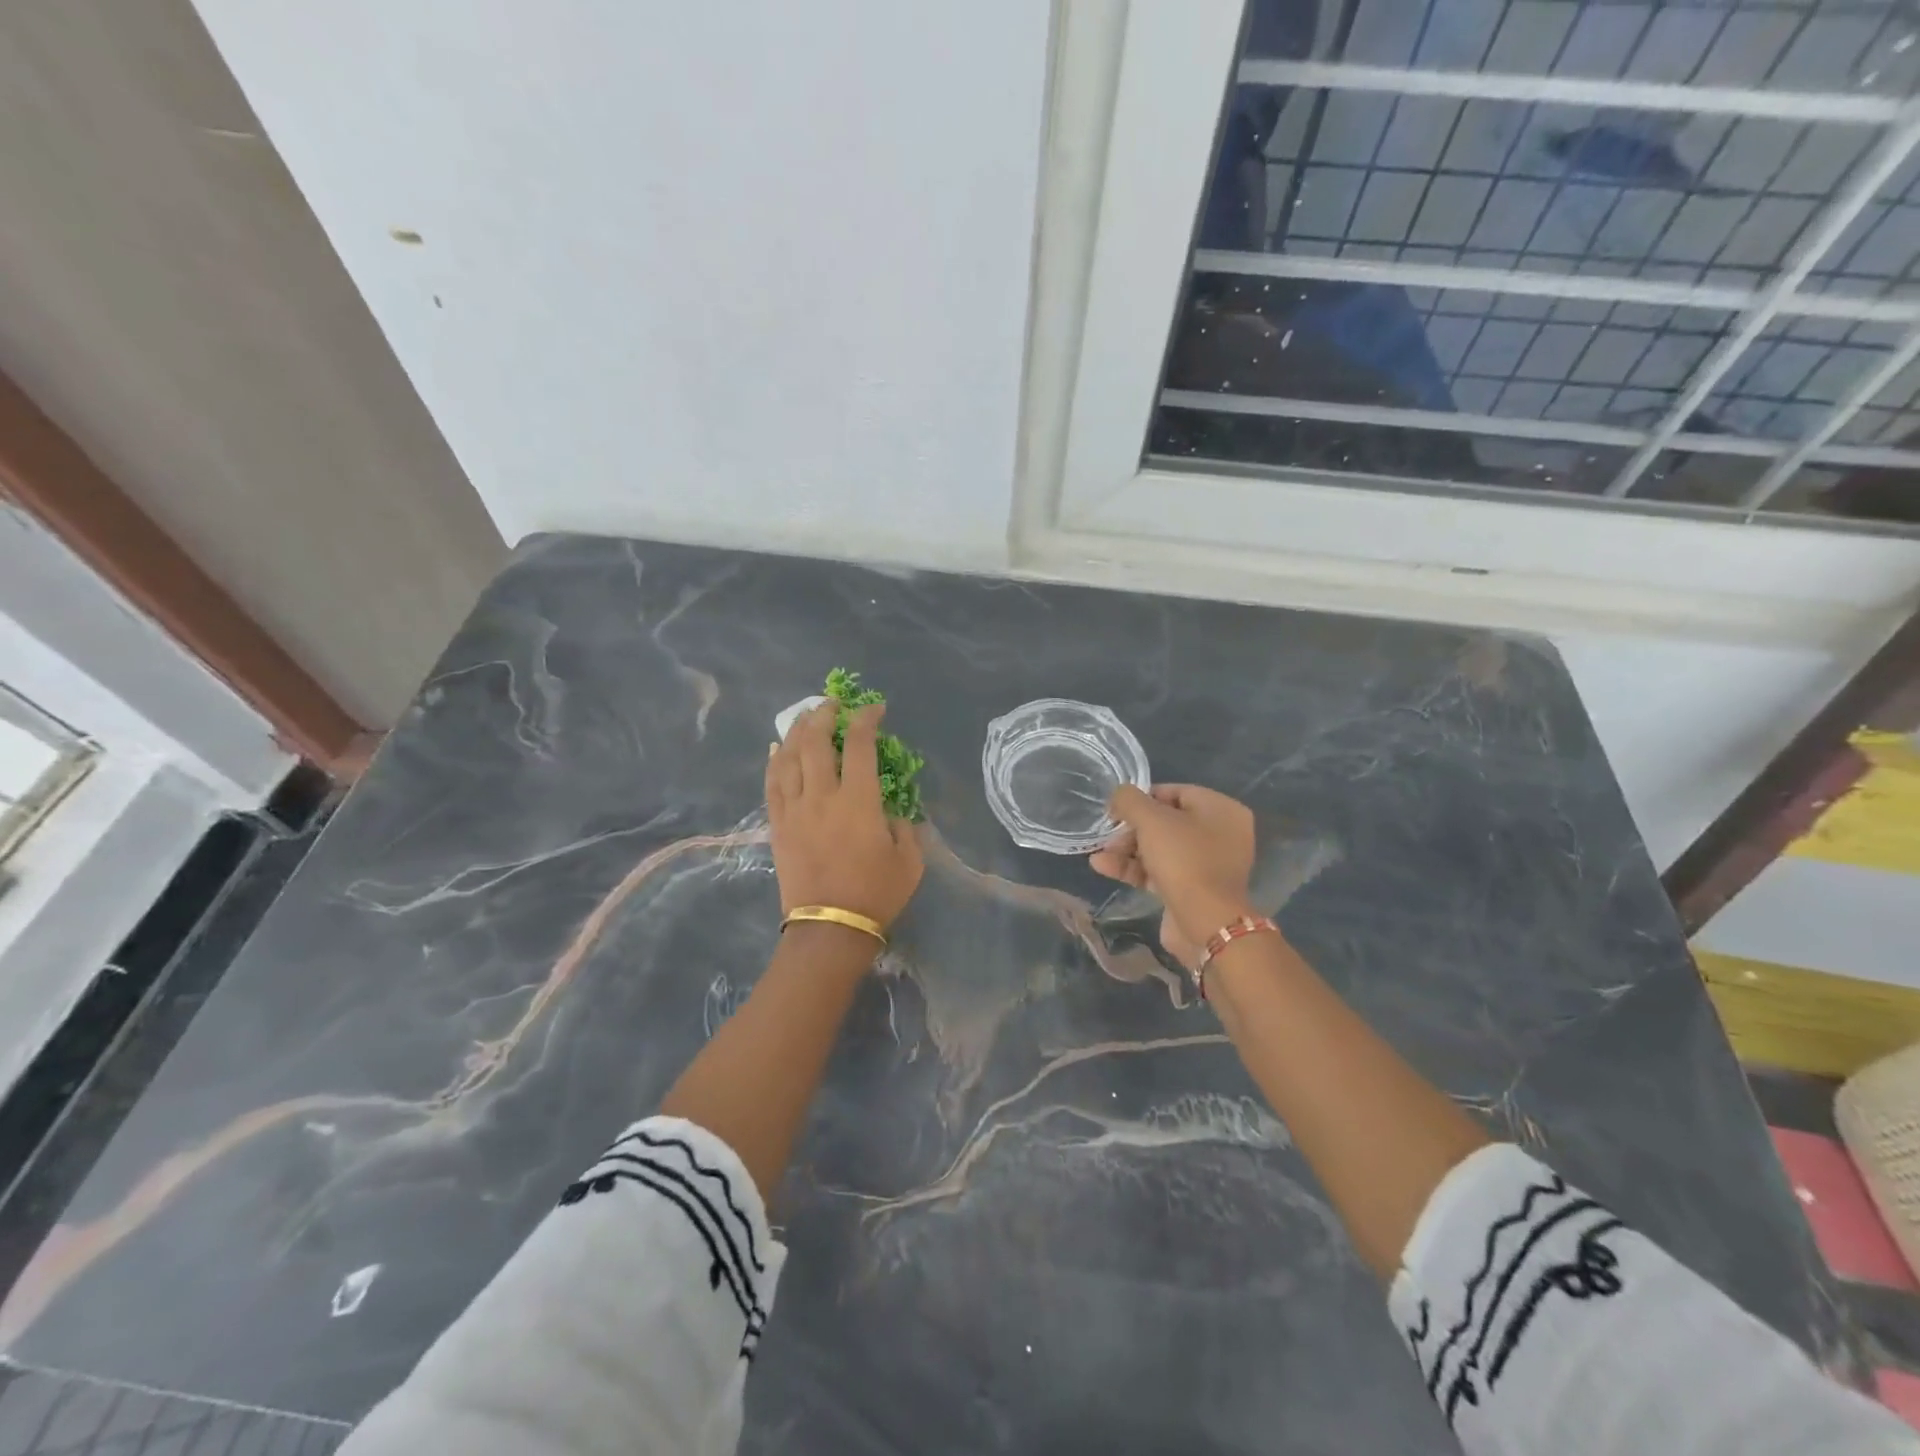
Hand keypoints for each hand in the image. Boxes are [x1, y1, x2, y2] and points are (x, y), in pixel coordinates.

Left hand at [766, 701, 923, 930]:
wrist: (829, 929)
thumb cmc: (875, 894)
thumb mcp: (909, 860)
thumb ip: (903, 826)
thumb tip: (889, 811)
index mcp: (859, 801)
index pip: (860, 745)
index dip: (867, 719)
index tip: (876, 709)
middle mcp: (823, 796)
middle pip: (816, 741)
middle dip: (825, 714)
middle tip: (833, 703)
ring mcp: (795, 809)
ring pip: (789, 756)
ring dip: (797, 730)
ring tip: (806, 717)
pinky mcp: (778, 825)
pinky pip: (771, 783)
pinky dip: (774, 761)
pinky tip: (776, 748)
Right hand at [1091, 784, 1257, 969]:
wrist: (1205, 923)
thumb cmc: (1184, 859)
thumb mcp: (1151, 819)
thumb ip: (1130, 800)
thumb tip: (1119, 796)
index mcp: (1222, 810)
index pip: (1176, 792)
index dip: (1143, 798)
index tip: (1117, 808)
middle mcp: (1221, 834)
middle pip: (1166, 822)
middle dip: (1131, 828)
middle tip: (1107, 835)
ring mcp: (1208, 864)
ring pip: (1160, 848)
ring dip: (1127, 849)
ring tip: (1099, 853)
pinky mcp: (1193, 890)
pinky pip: (1160, 871)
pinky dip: (1134, 868)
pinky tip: (1102, 867)